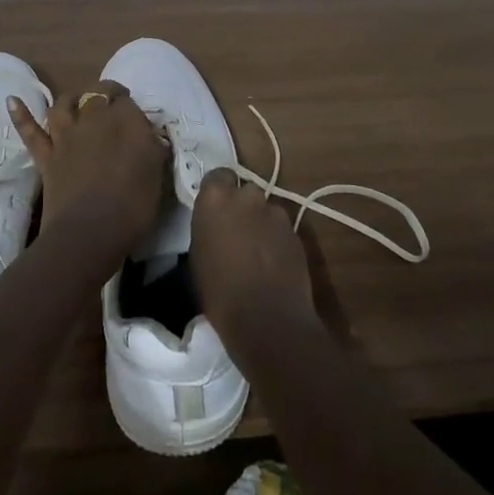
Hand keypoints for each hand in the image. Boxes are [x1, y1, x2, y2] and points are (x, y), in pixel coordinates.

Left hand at [9, 83, 165, 256]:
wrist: (90, 233)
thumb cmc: (133, 206)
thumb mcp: (156, 173)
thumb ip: (154, 148)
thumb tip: (151, 134)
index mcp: (125, 121)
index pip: (127, 102)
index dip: (130, 108)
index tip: (136, 121)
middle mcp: (94, 119)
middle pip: (97, 94)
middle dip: (105, 94)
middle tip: (112, 103)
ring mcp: (66, 137)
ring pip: (64, 105)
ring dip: (71, 99)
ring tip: (77, 101)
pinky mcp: (46, 156)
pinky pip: (30, 132)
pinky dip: (20, 115)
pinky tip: (12, 100)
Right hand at [190, 168, 316, 351]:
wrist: (266, 318)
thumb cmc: (219, 292)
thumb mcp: (198, 258)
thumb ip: (208, 230)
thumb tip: (215, 229)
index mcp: (216, 199)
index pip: (217, 176)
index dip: (217, 190)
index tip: (215, 209)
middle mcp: (247, 197)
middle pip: (244, 191)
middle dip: (242, 207)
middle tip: (236, 232)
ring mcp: (275, 213)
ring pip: (266, 210)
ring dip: (261, 223)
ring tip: (257, 252)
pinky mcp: (296, 231)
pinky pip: (281, 229)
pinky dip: (276, 240)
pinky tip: (273, 264)